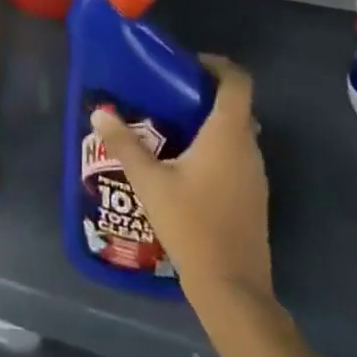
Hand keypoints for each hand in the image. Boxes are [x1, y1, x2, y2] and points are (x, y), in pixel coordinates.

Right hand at [91, 55, 273, 306]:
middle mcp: (248, 147)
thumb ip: (125, 144)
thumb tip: (99, 112)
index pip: (237, 80)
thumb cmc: (193, 226)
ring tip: (173, 130)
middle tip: (171, 96)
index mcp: (228, 133)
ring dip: (211, 125)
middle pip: (236, 105)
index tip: (189, 65)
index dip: (218, 65)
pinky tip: (187, 169)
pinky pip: (238, 158)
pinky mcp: (255, 199)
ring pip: (237, 133)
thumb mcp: (150, 183)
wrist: (233, 292)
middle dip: (206, 95)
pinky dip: (218, 151)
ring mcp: (256, 175)